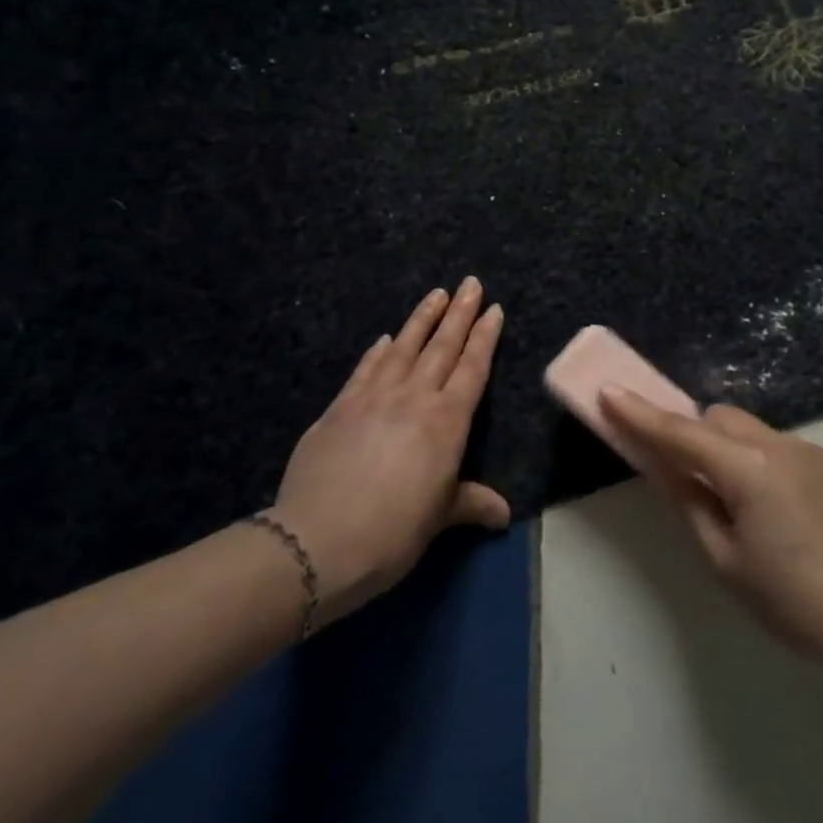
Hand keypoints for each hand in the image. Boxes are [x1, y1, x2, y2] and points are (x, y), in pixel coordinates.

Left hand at [270, 279, 510, 624]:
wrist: (319, 540)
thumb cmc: (393, 531)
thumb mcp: (440, 518)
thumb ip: (471, 503)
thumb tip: (504, 514)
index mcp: (446, 421)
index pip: (472, 368)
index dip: (485, 337)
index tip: (494, 309)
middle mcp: (414, 398)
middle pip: (442, 346)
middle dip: (459, 312)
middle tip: (470, 283)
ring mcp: (373, 397)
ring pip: (403, 347)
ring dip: (421, 319)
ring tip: (435, 294)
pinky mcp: (339, 407)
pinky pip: (364, 369)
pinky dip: (377, 350)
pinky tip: (383, 337)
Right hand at [601, 391, 822, 673]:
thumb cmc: (790, 601)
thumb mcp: (724, 560)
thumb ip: (688, 502)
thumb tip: (662, 466)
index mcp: (748, 469)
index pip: (681, 433)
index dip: (641, 414)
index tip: (609, 391)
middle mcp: (779, 444)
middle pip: (718, 418)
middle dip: (694, 436)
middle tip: (689, 479)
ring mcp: (810, 449)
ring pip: (749, 429)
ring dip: (729, 449)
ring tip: (740, 504)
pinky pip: (778, 446)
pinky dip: (760, 461)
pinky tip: (777, 510)